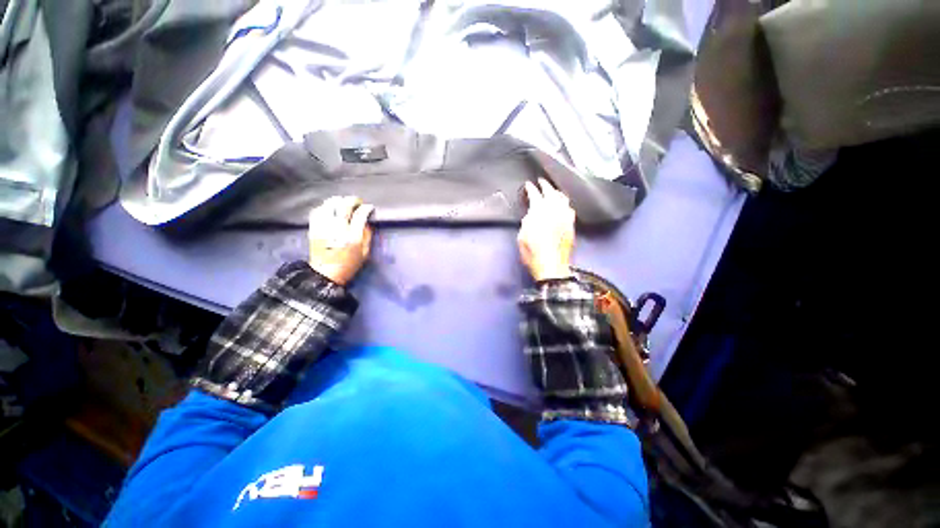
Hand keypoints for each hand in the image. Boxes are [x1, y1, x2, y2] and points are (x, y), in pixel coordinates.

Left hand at [308, 196, 374, 285]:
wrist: (326, 273)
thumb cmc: (350, 264)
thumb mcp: (365, 253)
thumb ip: (367, 235)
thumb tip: (367, 222)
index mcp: (352, 236)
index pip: (360, 215)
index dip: (366, 208)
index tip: (369, 207)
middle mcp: (337, 229)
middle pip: (344, 205)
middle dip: (353, 200)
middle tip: (357, 202)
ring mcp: (323, 227)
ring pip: (329, 205)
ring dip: (338, 201)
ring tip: (343, 203)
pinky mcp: (314, 228)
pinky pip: (318, 211)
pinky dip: (325, 207)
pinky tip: (330, 209)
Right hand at [518, 178, 574, 281]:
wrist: (551, 266)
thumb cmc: (532, 252)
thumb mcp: (522, 235)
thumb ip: (527, 220)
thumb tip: (532, 213)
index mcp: (539, 212)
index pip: (535, 195)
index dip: (531, 188)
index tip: (528, 185)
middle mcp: (554, 210)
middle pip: (551, 192)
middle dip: (545, 185)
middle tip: (541, 181)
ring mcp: (565, 217)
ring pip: (563, 198)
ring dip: (556, 192)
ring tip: (552, 191)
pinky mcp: (571, 225)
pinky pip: (570, 209)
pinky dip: (565, 203)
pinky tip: (563, 205)